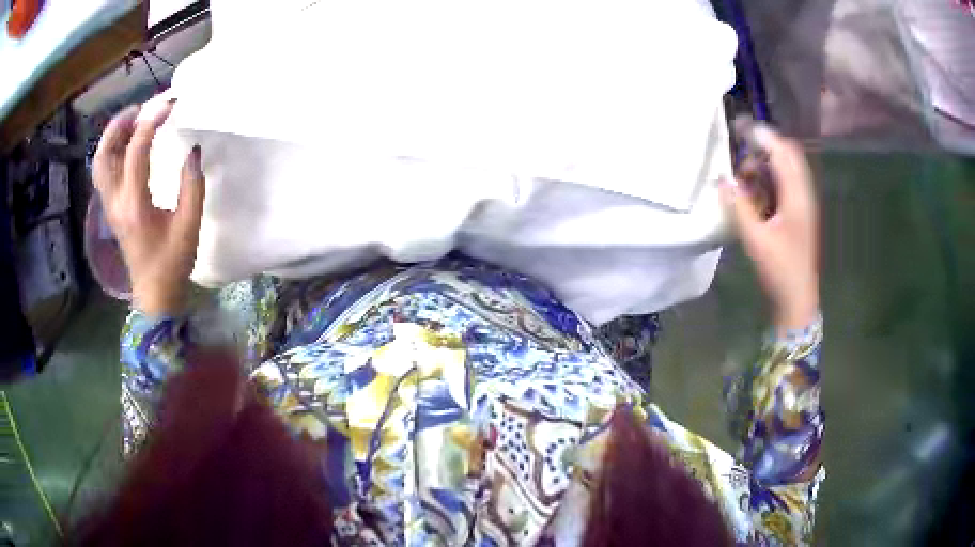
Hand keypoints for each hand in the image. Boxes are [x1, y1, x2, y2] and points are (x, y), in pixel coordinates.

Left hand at [92, 102, 204, 315]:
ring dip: (113, 136)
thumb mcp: (189, 226)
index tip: (169, 104)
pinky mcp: (111, 208)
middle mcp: (116, 202)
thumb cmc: (172, 263)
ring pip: (100, 162)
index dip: (151, 123)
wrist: (153, 293)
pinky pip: (104, 171)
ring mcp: (110, 206)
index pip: (136, 153)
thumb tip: (193, 151)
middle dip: (120, 124)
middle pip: (105, 154)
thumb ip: (192, 185)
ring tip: (133, 120)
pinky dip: (112, 150)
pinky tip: (127, 143)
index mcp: (135, 206)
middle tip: (141, 108)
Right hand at [722, 123, 818, 332]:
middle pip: (788, 155)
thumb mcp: (756, 240)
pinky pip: (785, 185)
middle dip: (765, 146)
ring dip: (766, 164)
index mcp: (797, 197)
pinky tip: (754, 190)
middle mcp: (803, 194)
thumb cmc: (780, 270)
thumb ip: (739, 208)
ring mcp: (802, 204)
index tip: (740, 128)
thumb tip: (723, 180)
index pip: (782, 153)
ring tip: (744, 172)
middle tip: (741, 148)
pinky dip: (769, 179)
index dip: (763, 136)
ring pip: (786, 169)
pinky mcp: (798, 213)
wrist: (797, 299)